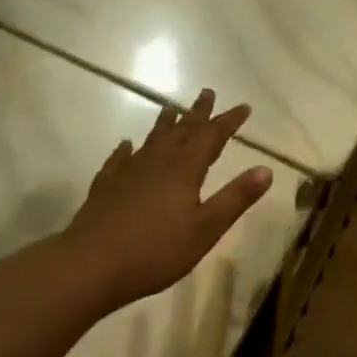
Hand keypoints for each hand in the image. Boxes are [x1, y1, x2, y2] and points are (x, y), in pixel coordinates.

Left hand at [64, 89, 273, 308]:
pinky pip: (119, 159)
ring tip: (170, 107)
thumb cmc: (155, 251)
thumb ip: (235, 198)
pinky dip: (126, 149)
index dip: (228, 121)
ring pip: (151, 139)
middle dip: (197, 112)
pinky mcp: (106, 186)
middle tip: (207, 92)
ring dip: (165, 122)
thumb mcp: (206, 229)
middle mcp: (157, 162)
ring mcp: (128, 172)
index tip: (244, 107)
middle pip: (181, 130)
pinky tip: (126, 145)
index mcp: (184, 170)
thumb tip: (266, 169)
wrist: (90, 264)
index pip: (211, 137)